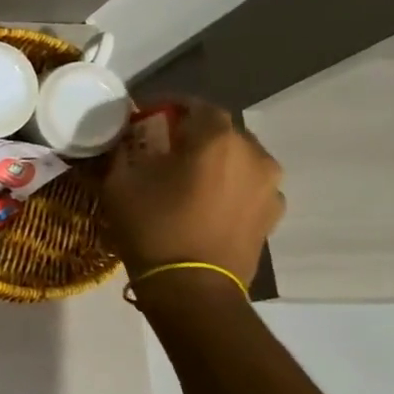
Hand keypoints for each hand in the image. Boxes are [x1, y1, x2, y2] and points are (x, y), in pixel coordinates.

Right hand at [95, 96, 285, 287]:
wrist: (192, 288)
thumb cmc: (153, 228)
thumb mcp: (119, 184)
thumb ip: (122, 152)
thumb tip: (123, 141)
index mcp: (216, 139)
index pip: (196, 105)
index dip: (169, 106)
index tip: (145, 116)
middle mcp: (253, 154)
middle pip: (221, 131)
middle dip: (192, 134)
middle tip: (162, 148)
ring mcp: (270, 186)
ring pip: (238, 158)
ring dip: (213, 160)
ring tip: (185, 177)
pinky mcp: (273, 214)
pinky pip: (248, 186)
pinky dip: (228, 186)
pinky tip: (205, 203)